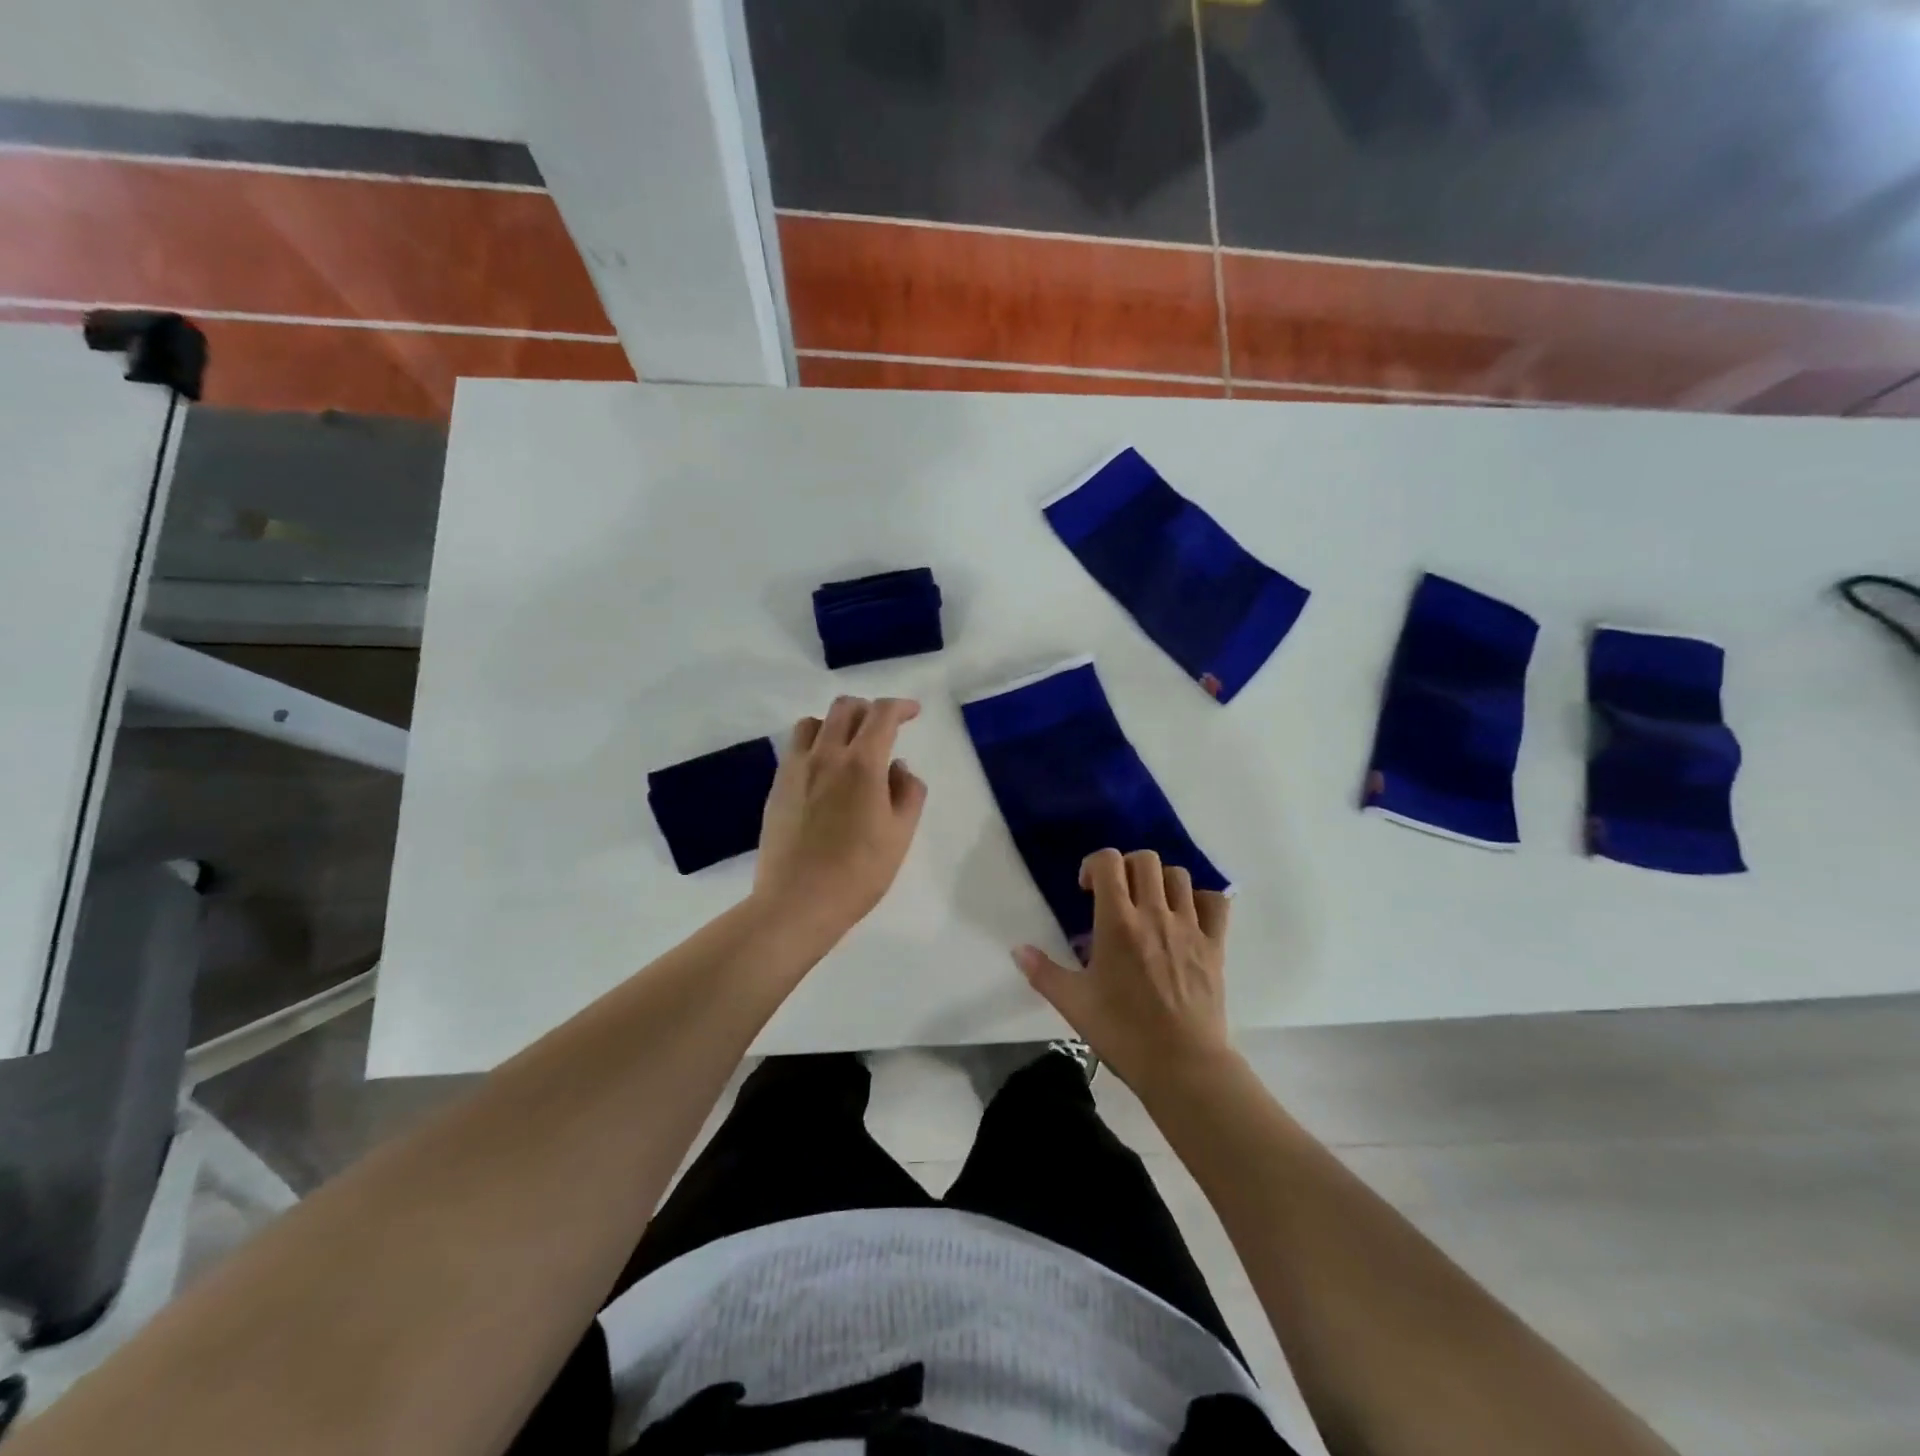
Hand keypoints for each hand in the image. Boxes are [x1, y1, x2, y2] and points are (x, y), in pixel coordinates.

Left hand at [753, 696, 927, 943]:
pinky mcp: (777, 787)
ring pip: (813, 723)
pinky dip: (815, 744)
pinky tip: (824, 771)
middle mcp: (826, 755)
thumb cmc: (859, 872)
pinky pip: (796, 748)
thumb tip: (898, 767)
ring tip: (849, 745)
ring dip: (836, 723)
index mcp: (862, 763)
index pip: (882, 715)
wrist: (797, 901)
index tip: (913, 712)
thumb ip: (908, 792)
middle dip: (869, 708)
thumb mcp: (900, 834)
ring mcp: (796, 769)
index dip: (901, 707)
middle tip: (884, 727)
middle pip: (844, 708)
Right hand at [1014, 848, 1233, 1089]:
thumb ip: (1043, 972)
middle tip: (1116, 895)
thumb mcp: (1073, 1003)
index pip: (1108, 862)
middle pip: (1144, 859)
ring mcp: (1189, 927)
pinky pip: (1215, 902)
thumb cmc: (1122, 1032)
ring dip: (1160, 881)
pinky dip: (1201, 900)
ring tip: (1150, 904)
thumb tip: (1018, 950)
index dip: (1094, 865)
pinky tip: (1187, 916)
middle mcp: (1154, 914)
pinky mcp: (1215, 945)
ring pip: (1178, 875)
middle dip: (1126, 867)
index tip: (1087, 891)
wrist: (1181, 1065)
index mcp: (1117, 922)